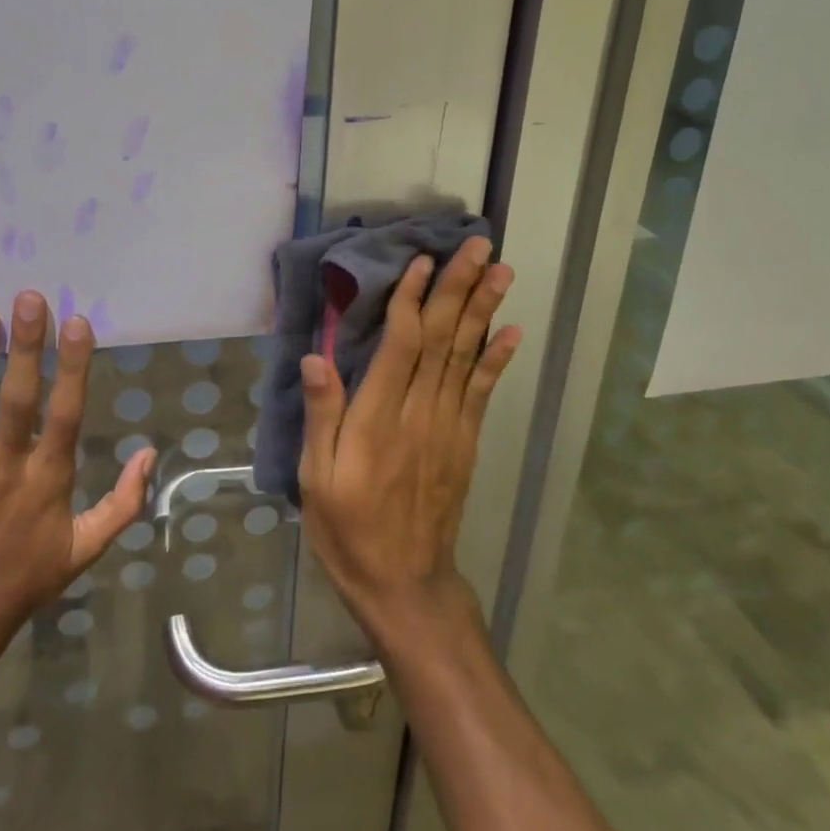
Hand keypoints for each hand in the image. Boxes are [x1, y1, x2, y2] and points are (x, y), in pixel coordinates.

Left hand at [0, 292, 154, 667]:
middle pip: (18, 400)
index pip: (66, 414)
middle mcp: (7, 467)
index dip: (72, 368)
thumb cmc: (31, 573)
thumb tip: (150, 453)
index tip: (77, 323)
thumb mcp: (88, 546)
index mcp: (49, 478)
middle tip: (28, 299)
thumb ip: (124, 501)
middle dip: (25, 348)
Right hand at [297, 237, 520, 639]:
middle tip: (480, 246)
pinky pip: (483, 391)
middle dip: (460, 288)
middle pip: (442, 339)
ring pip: (467, 356)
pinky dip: (499, 358)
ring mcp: (449, 427)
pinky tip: (512, 330)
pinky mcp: (465, 442)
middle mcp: (420, 413)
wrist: (405, 584)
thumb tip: (317, 358)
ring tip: (501, 270)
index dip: (412, 299)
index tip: (422, 261)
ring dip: (485, 310)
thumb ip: (321, 415)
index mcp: (379, 419)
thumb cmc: (349, 529)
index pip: (401, 345)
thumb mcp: (317, 478)